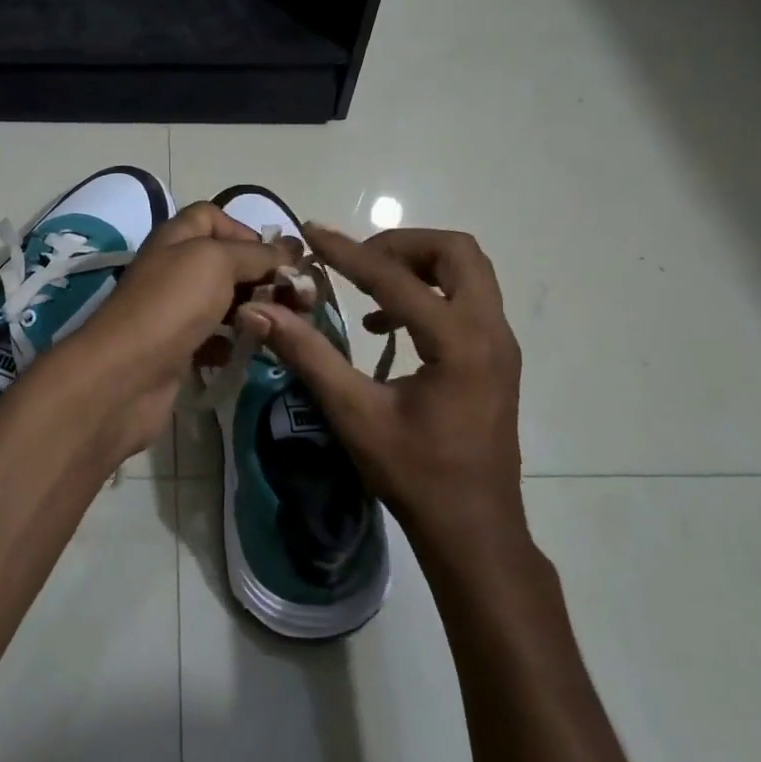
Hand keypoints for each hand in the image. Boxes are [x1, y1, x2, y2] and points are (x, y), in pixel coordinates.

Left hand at [46, 202, 298, 463]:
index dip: (245, 231)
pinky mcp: (178, 350)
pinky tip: (252, 352)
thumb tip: (290, 250)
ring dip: (253, 310)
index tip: (277, 257)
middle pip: (224, 262)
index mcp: (176, 238)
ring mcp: (174, 312)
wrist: (125, 376)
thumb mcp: (216, 262)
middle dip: (261, 275)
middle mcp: (173, 269)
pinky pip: (214, 339)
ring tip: (284, 324)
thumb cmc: (171, 305)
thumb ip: (256, 254)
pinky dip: (234, 343)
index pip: (212, 217)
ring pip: (223, 302)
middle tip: (297, 297)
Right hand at [241, 226, 526, 560]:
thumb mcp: (354, 414)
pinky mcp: (497, 357)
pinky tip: (386, 327)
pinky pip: (468, 299)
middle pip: (456, 251)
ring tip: (369, 290)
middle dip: (402, 245)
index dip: (348, 252)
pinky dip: (430, 293)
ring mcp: (501, 343)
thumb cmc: (414, 474)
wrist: (473, 528)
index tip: (312, 233)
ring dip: (418, 266)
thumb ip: (308, 355)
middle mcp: (490, 331)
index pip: (396, 278)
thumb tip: (259, 311)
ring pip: (468, 271)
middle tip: (356, 261)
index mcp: (459, 342)